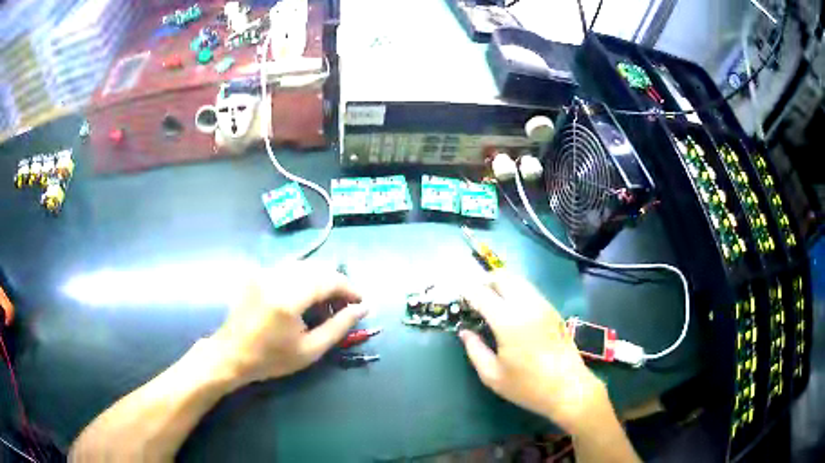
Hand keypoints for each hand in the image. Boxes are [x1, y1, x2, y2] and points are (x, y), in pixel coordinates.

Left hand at [210, 262, 366, 384]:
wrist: (231, 354)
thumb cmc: (271, 358)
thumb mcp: (310, 350)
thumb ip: (339, 327)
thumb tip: (362, 308)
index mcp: (288, 297)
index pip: (329, 279)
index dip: (349, 288)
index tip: (360, 303)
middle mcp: (276, 276)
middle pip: (318, 267)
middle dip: (336, 284)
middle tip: (341, 308)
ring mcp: (264, 272)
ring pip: (304, 264)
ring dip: (320, 280)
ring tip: (323, 305)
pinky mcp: (257, 273)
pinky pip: (289, 267)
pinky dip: (303, 278)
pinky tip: (303, 298)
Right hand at [459, 271, 609, 434]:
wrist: (568, 388)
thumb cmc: (527, 386)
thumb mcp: (492, 375)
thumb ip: (475, 350)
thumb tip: (465, 332)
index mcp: (508, 321)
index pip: (482, 294)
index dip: (467, 292)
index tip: (458, 296)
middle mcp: (527, 305)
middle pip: (503, 277)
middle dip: (485, 281)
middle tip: (473, 295)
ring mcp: (543, 305)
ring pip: (518, 280)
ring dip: (501, 284)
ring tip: (490, 299)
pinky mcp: (553, 310)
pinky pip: (530, 290)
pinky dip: (515, 290)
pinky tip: (510, 308)